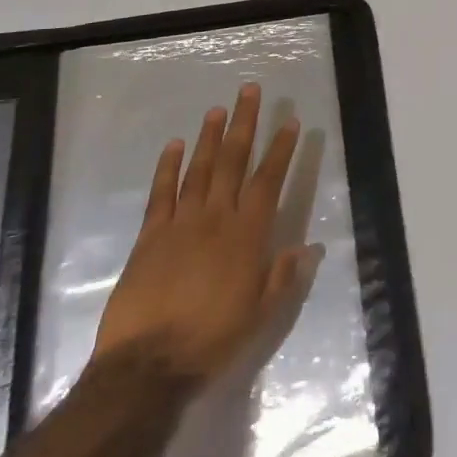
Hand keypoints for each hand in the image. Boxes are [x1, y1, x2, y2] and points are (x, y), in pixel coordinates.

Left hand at [92, 82, 306, 381]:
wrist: (147, 365)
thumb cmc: (211, 340)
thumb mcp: (260, 316)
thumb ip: (282, 277)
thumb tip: (309, 248)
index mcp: (246, 236)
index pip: (268, 181)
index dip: (281, 149)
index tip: (290, 122)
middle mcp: (216, 218)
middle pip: (234, 161)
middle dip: (245, 124)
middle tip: (250, 91)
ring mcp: (180, 223)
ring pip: (199, 168)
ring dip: (210, 136)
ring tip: (219, 109)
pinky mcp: (150, 235)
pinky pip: (161, 192)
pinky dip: (167, 166)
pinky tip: (174, 145)